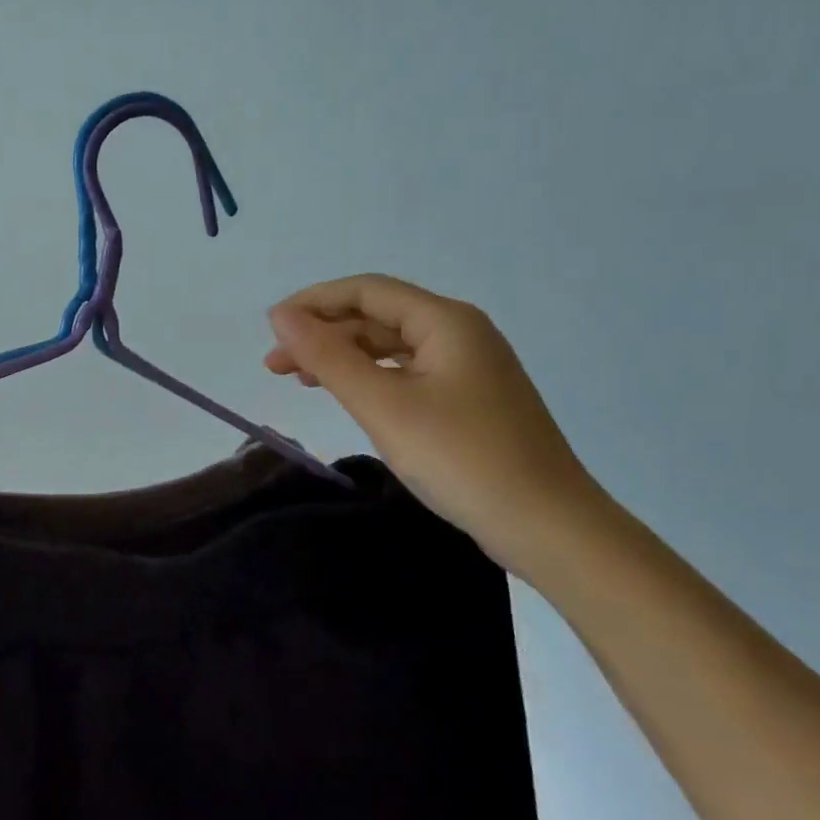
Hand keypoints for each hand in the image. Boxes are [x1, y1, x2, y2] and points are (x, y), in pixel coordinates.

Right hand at [266, 274, 606, 574]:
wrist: (549, 528)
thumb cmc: (461, 458)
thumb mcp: (383, 405)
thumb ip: (327, 356)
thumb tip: (280, 314)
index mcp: (445, 321)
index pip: (366, 291)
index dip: (313, 303)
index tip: (270, 330)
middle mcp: (460, 333)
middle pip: (377, 316)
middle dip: (323, 334)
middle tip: (276, 367)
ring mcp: (469, 367)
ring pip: (392, 346)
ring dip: (343, 357)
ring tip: (301, 380)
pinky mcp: (470, 400)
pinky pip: (408, 373)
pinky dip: (371, 378)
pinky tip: (350, 396)